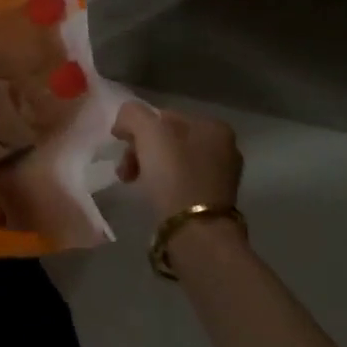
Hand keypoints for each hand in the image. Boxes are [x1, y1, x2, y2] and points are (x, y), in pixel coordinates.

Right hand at [111, 101, 242, 220]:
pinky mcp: (213, 202)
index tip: (123, 146)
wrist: (195, 232)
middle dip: (141, 151)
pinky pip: (180, 184)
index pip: (165, 116)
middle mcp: (224, 148)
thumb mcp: (148, 132)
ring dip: (148, 168)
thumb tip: (124, 122)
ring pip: (172, 162)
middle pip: (168, 140)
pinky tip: (154, 197)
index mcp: (213, 126)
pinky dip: (163, 187)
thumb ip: (132, 114)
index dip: (138, 128)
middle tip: (125, 170)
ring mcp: (221, 177)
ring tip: (132, 183)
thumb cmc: (174, 175)